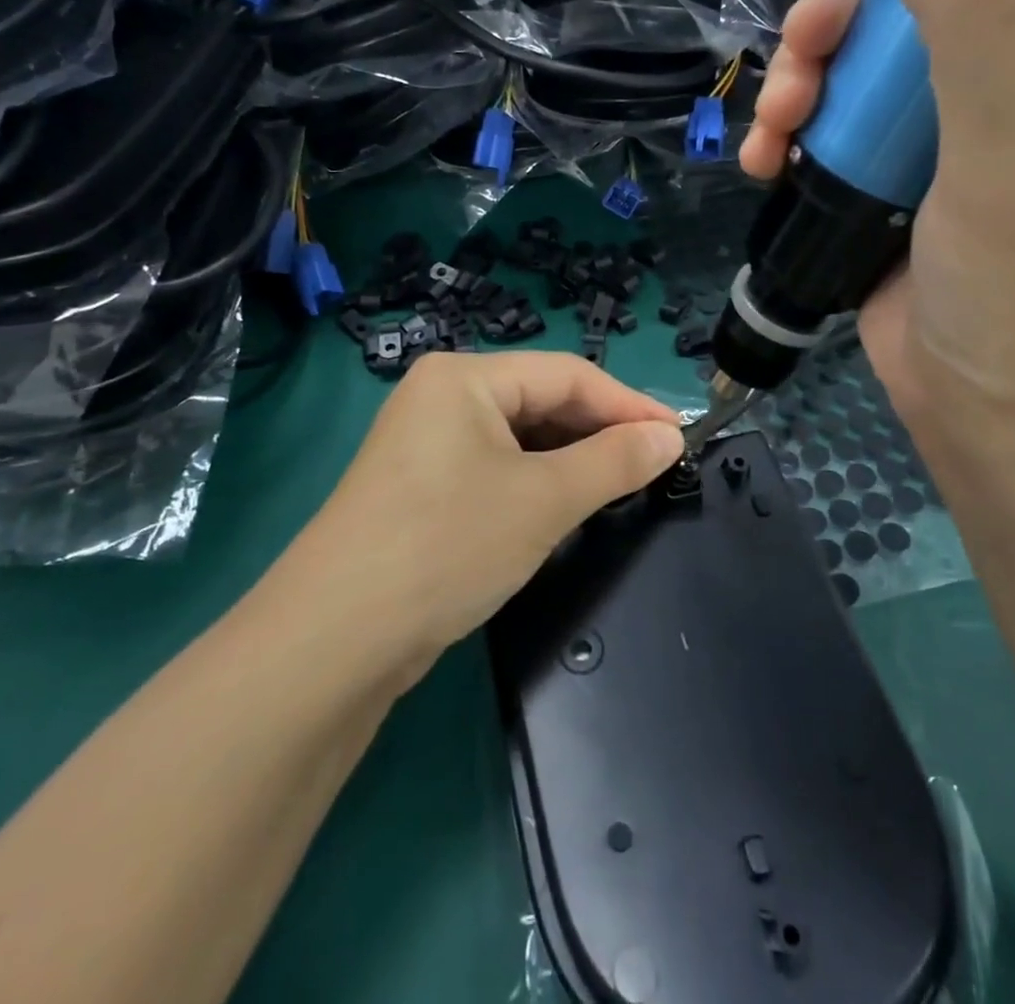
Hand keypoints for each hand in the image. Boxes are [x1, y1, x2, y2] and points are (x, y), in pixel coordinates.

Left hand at [291, 352, 682, 672]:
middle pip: (541, 401)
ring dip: (570, 460)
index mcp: (465, 377)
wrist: (334, 640)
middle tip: (655, 465)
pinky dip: (536, 482)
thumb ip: (614, 462)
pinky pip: (495, 467)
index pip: (567, 375)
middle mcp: (442, 397)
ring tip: (620, 487)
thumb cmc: (447, 545)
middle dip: (600, 432)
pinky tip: (564, 506)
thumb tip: (670, 437)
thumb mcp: (543, 501)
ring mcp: (427, 442)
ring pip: (519, 438)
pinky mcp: (422, 486)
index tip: (680, 436)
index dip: (629, 404)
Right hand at [741, 0, 1014, 510]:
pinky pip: (838, 116)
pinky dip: (794, 128)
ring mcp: (958, 124)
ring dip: (803, 78)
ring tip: (773, 131)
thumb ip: (985, 1)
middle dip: (842, 20)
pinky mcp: (903, 174)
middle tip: (799, 69)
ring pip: (865, 51)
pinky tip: (766, 161)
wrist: (1002, 433)